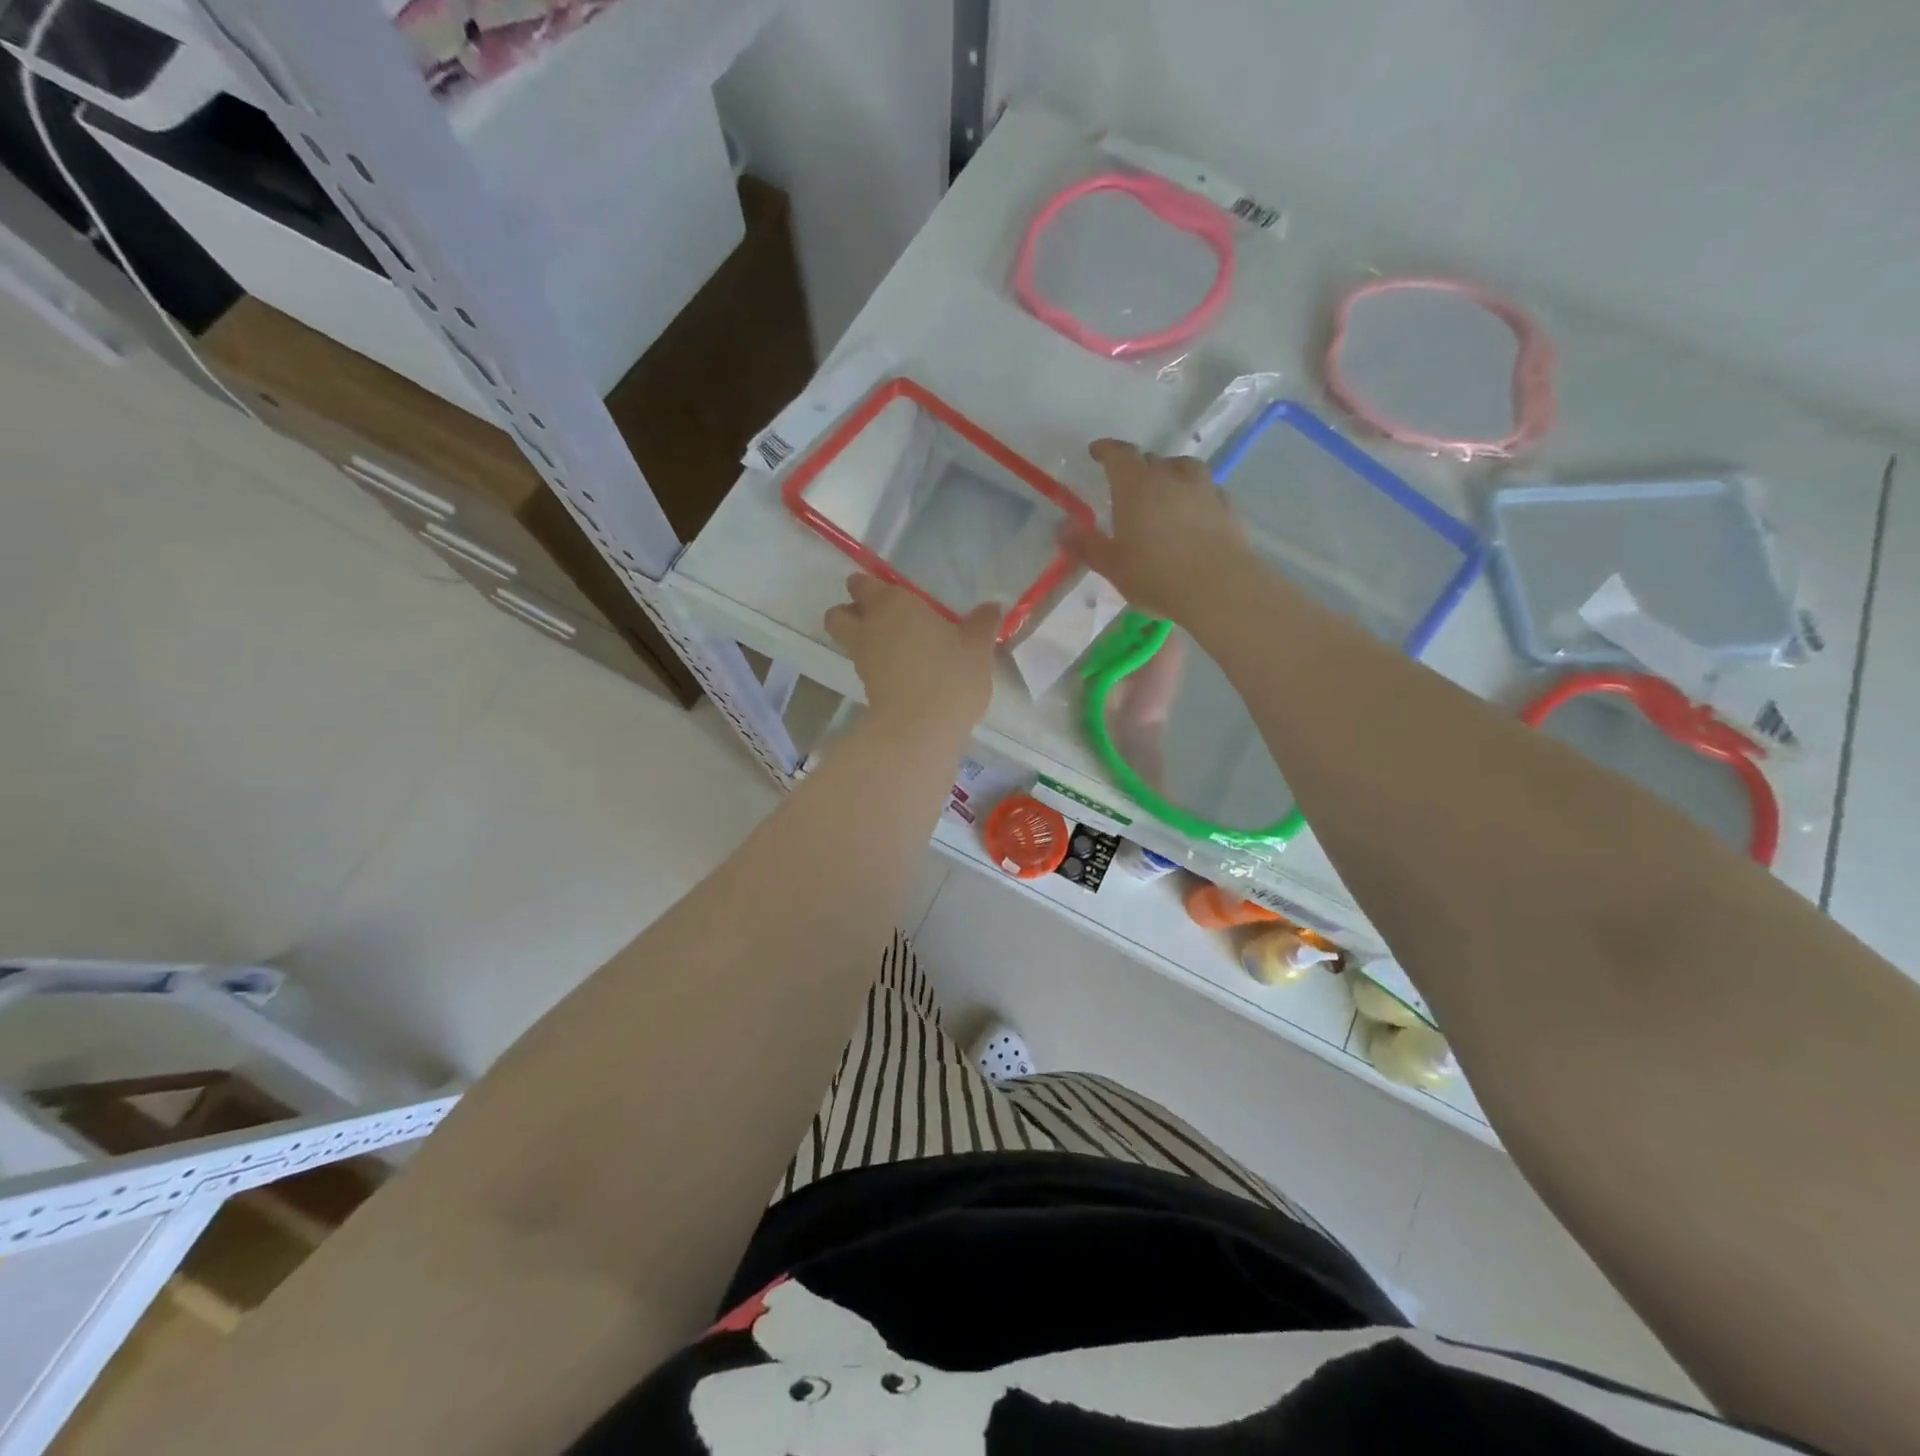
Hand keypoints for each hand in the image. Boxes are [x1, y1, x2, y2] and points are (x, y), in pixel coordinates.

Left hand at [825, 575, 999, 737]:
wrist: (920, 730)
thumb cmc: (950, 675)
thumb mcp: (977, 647)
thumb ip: (982, 624)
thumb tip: (991, 607)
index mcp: (892, 604)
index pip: (863, 584)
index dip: (870, 585)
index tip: (890, 591)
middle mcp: (869, 627)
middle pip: (838, 614)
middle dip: (851, 612)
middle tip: (882, 618)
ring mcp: (863, 660)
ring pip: (848, 642)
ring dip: (864, 641)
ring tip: (897, 647)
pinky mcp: (865, 689)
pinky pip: (865, 667)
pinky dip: (877, 667)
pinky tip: (905, 672)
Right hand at [1063, 439, 1252, 620]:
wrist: (1218, 587)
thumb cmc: (1155, 575)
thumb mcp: (1112, 565)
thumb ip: (1086, 545)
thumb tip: (1062, 528)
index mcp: (1137, 486)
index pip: (1119, 454)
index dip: (1106, 450)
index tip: (1097, 452)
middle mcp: (1171, 477)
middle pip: (1153, 460)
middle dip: (1139, 467)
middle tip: (1129, 485)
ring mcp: (1204, 490)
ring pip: (1186, 468)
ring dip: (1172, 474)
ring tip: (1166, 491)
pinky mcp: (1228, 508)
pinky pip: (1208, 491)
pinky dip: (1197, 495)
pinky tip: (1195, 512)